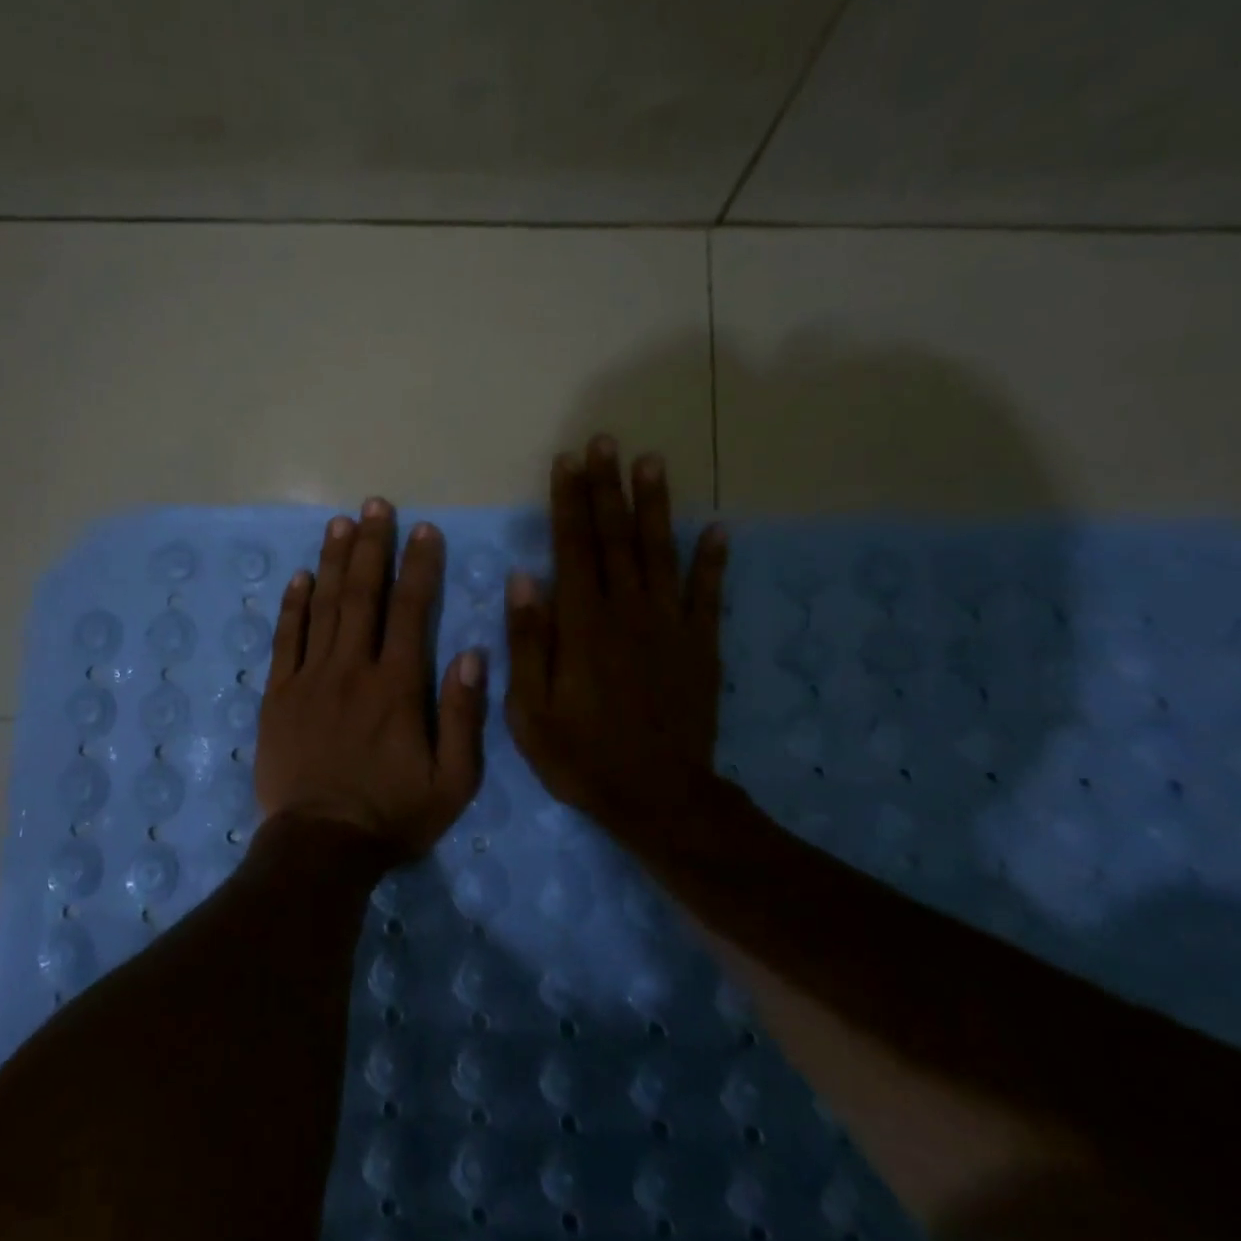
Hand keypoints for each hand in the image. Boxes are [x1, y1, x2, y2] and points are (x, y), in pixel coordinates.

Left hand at [255, 498, 488, 856]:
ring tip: (341, 523)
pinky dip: (292, 606)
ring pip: (322, 607)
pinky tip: (299, 577)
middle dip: (371, 546)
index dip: (419, 566)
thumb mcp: (453, 781)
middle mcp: (352, 669)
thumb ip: (463, 715)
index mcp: (397, 686)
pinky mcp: (278, 695)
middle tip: (376, 505)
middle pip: (362, 594)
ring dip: (332, 562)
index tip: (424, 530)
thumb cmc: (393, 816)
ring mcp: (309, 678)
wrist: (320, 848)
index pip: (410, 610)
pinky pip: (285, 640)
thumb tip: (471, 653)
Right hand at [503, 436, 728, 832]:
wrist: (658, 798)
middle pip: (616, 537)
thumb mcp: (530, 710)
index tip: (568, 461)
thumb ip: (528, 643)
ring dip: (654, 506)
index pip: (573, 547)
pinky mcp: (701, 645)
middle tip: (607, 442)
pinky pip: (708, 594)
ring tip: (653, 462)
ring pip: (660, 552)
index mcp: (582, 624)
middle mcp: (627, 611)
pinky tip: (716, 528)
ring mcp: (670, 625)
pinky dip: (713, 560)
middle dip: (608, 487)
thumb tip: (524, 579)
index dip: (570, 501)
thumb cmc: (582, 756)